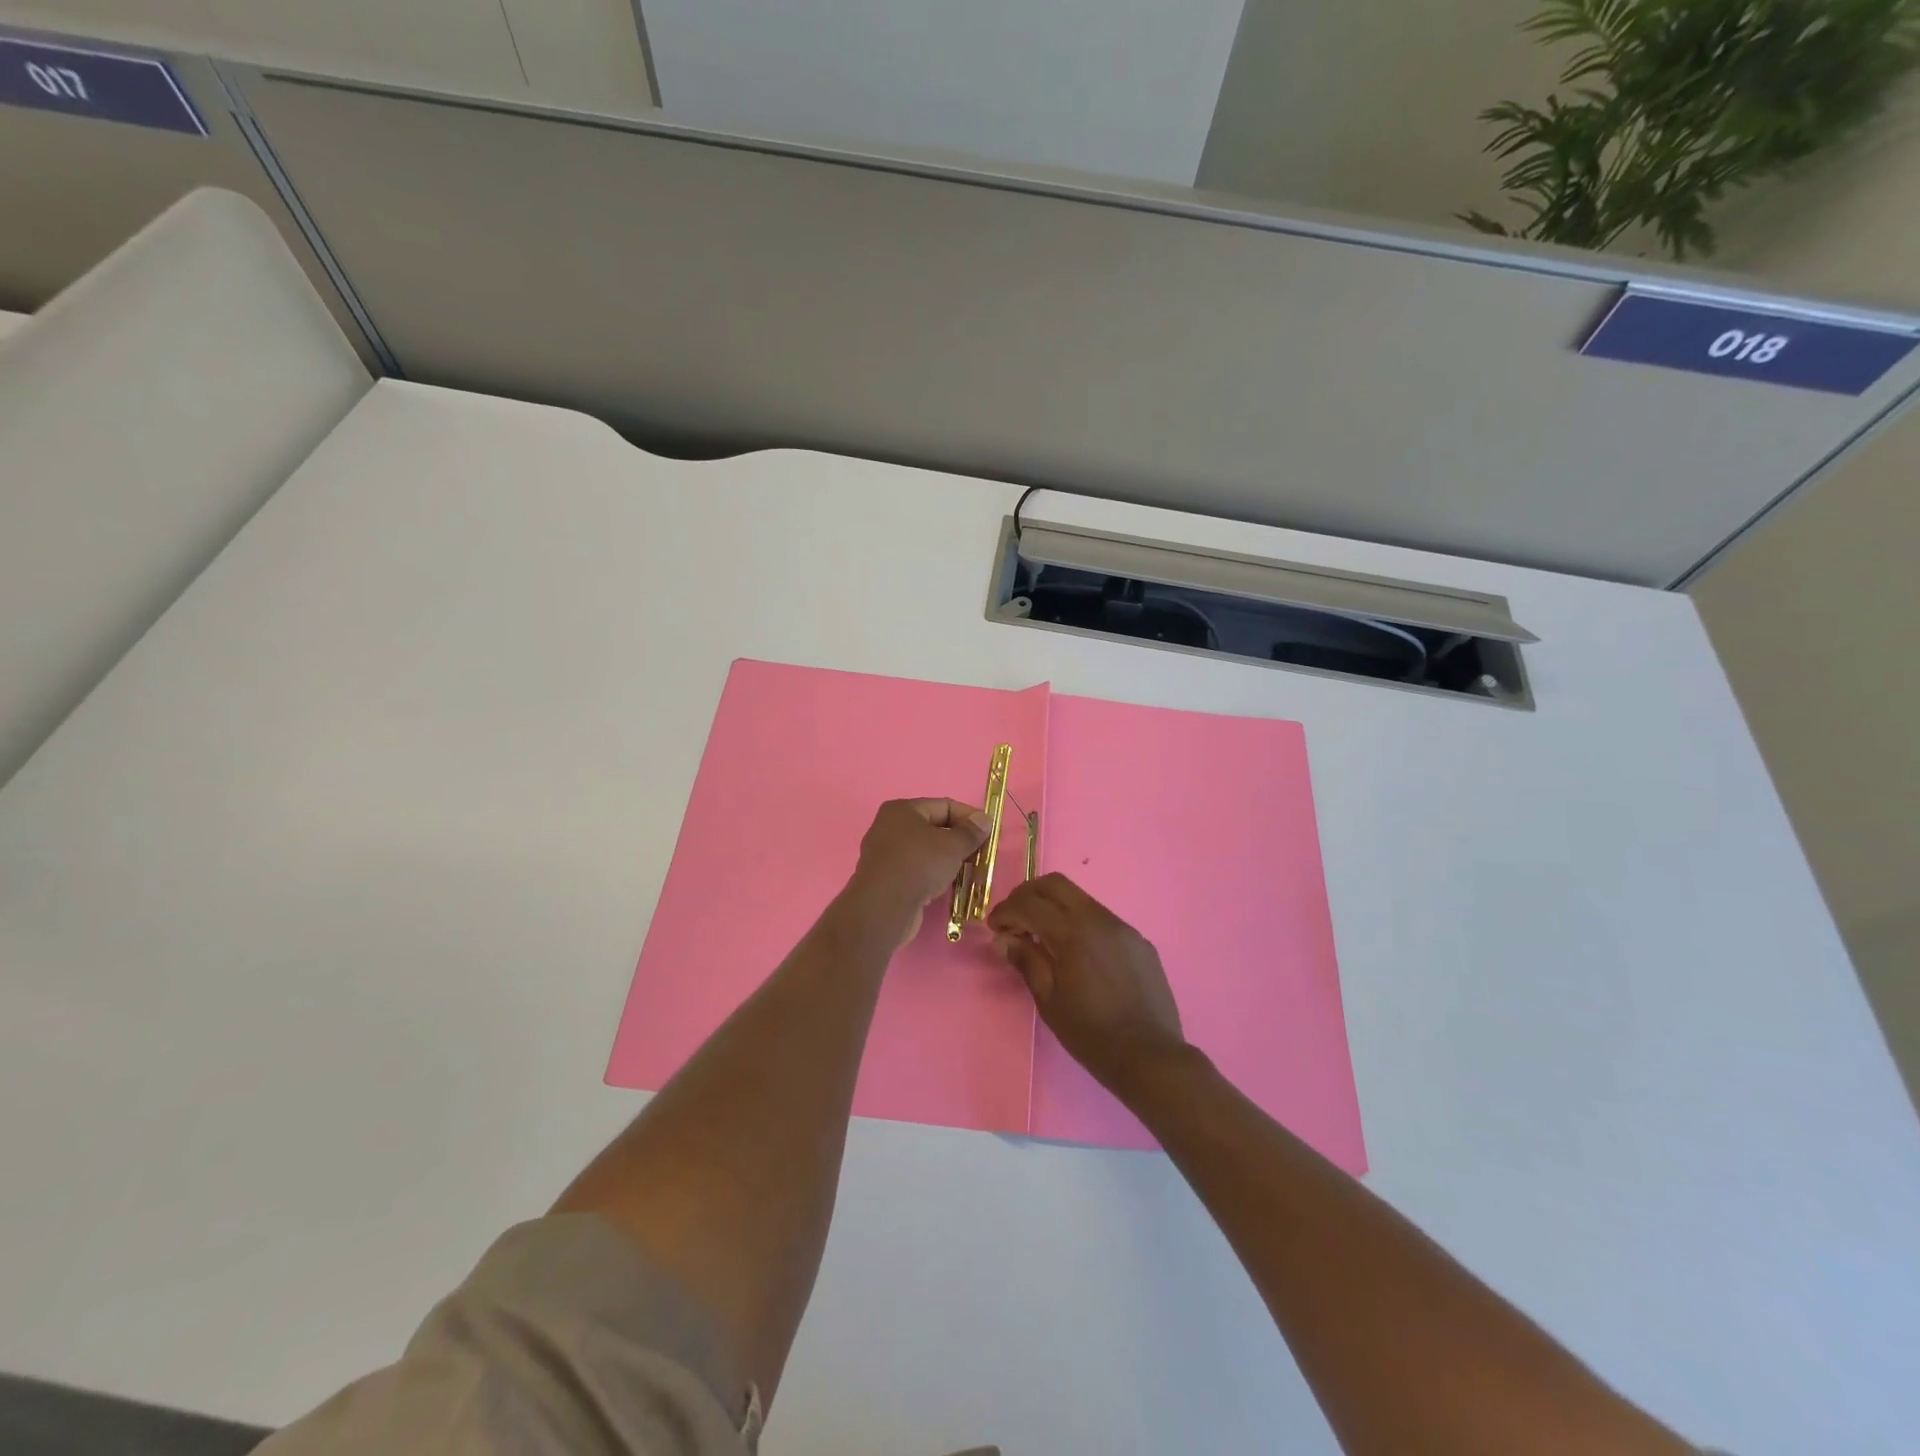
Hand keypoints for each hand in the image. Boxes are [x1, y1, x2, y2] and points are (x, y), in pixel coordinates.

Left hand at [848, 798, 989, 950]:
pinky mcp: (886, 878)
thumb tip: (984, 820)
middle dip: (959, 840)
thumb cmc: (919, 865)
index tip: (989, 832)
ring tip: (969, 871)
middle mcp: (889, 827)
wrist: (884, 908)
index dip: (969, 817)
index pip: (944, 805)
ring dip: (948, 859)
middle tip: (981, 854)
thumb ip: (971, 832)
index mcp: (902, 810)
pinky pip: (916, 869)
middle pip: (934, 828)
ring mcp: (885, 854)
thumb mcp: (952, 846)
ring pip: (925, 851)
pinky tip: (947, 885)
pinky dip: (933, 874)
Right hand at [989, 873, 1186, 1094]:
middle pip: (1056, 884)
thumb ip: (1026, 961)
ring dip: (1054, 908)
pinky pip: (1102, 920)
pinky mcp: (1138, 941)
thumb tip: (1003, 939)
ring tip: (1041, 938)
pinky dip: (1079, 924)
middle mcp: (1099, 919)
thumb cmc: (1092, 1034)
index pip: (1030, 903)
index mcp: (1073, 932)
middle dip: (1028, 895)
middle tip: (1013, 920)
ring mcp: (1123, 928)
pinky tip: (1076, 954)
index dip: (1006, 911)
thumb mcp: (1049, 1001)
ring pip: (1081, 899)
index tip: (994, 928)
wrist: (1151, 1057)